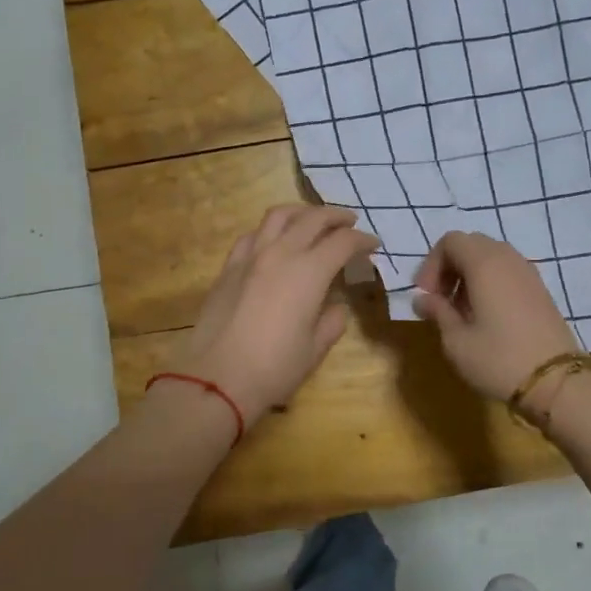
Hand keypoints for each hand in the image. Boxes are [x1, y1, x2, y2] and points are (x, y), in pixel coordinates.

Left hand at [175, 205, 379, 428]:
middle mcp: (281, 253)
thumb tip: (335, 307)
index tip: (373, 246)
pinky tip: (274, 241)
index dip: (362, 241)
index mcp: (309, 272)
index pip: (343, 242)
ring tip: (312, 220)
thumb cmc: (274, 368)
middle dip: (336, 217)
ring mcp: (250, 257)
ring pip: (279, 215)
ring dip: (302, 212)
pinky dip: (270, 230)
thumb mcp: (315, 349)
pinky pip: (253, 235)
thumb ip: (332, 321)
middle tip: (350, 222)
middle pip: (313, 218)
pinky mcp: (228, 267)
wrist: (217, 378)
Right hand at [413, 232, 577, 402]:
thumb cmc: (499, 359)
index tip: (426, 295)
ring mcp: (528, 273)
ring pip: (491, 257)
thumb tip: (423, 299)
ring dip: (469, 276)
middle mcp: (508, 259)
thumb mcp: (457, 340)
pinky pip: (507, 272)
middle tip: (440, 300)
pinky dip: (490, 283)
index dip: (431, 264)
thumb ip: (437, 311)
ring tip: (461, 311)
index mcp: (485, 263)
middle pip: (471, 245)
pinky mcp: (540, 290)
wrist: (556, 383)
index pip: (450, 241)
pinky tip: (486, 316)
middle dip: (449, 267)